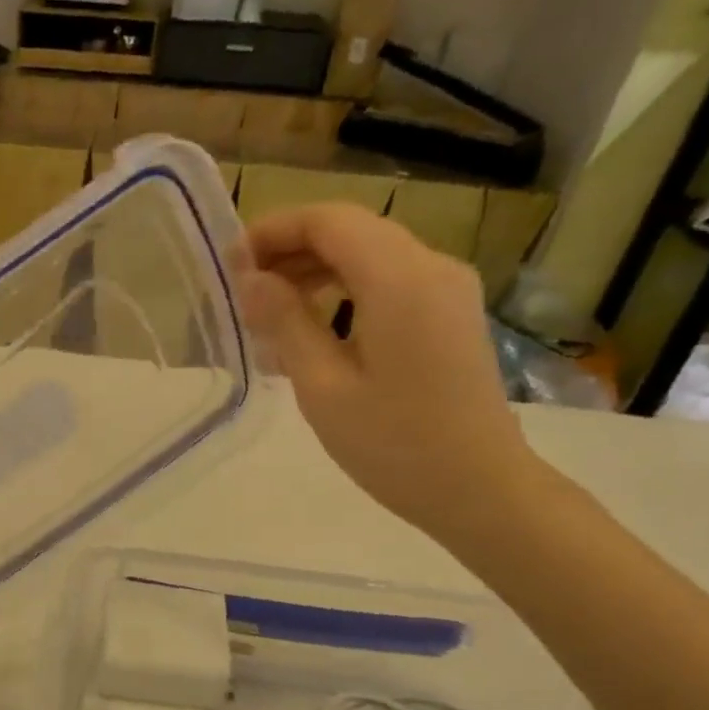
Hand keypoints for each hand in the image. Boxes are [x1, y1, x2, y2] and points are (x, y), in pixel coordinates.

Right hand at [238, 203, 542, 540]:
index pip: (329, 221)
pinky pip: (388, 282)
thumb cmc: (393, 444)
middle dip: (291, 250)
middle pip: (351, 231)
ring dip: (315, 270)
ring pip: (369, 254)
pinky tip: (312, 327)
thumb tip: (250, 280)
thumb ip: (285, 322)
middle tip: (242, 290)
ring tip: (268, 312)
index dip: (274, 230)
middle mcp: (431, 267)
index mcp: (400, 280)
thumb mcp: (323, 387)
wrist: (477, 488)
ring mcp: (447, 289)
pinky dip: (344, 290)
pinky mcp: (449, 313)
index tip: (230, 263)